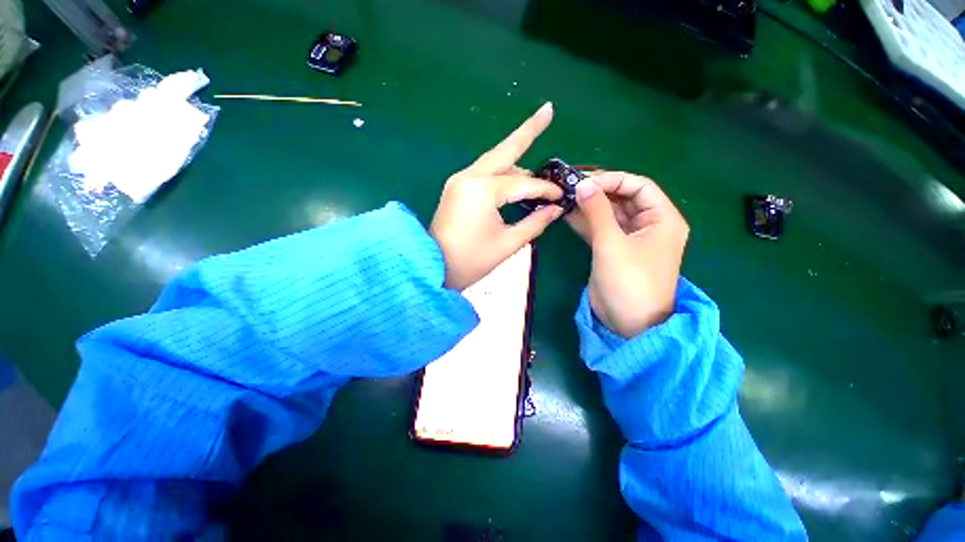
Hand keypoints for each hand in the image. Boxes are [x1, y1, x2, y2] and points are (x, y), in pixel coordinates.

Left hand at [431, 103, 563, 289]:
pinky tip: (517, 177)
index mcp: (482, 190)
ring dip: (516, 160)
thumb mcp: (508, 244)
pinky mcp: (457, 188)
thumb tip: (556, 209)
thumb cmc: (470, 260)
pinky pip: (485, 173)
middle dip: (528, 130)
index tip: (561, 197)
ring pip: (494, 162)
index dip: (545, 190)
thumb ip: (535, 222)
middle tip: (548, 110)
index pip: (522, 183)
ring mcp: (460, 180)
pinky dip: (503, 174)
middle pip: (504, 149)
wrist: (432, 267)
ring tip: (538, 167)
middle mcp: (469, 177)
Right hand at [566, 171, 689, 337]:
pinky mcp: (613, 249)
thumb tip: (582, 184)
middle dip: (597, 192)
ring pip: (608, 213)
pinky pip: (599, 228)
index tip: (585, 181)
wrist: (627, 322)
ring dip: (588, 206)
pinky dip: (584, 221)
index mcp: (661, 219)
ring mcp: (629, 238)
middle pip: (622, 198)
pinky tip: (566, 214)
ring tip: (564, 197)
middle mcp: (648, 225)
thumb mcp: (612, 244)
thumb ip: (597, 211)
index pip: (638, 186)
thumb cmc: (629, 282)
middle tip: (569, 187)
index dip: (613, 180)